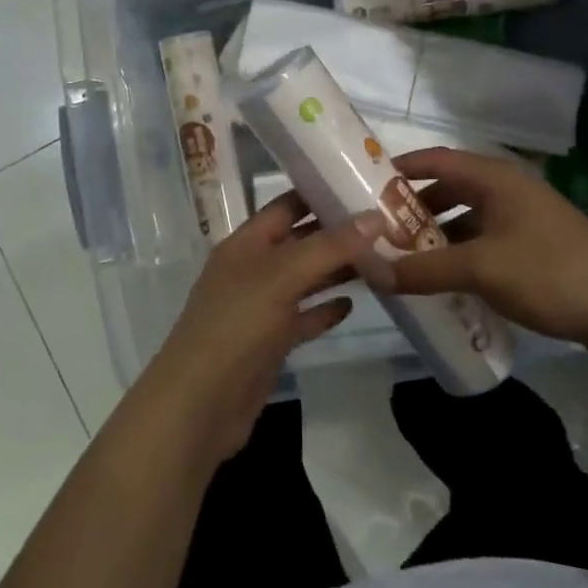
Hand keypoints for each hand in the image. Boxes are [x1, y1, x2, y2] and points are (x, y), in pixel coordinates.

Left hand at [133, 195, 383, 466]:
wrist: (200, 404)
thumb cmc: (236, 326)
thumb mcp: (282, 277)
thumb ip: (329, 247)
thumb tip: (375, 217)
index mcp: (245, 244)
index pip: (285, 206)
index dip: (319, 193)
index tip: (362, 183)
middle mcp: (252, 270)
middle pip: (299, 242)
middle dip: (337, 234)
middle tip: (386, 224)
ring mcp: (260, 308)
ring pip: (304, 280)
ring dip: (337, 271)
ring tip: (381, 259)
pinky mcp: (270, 343)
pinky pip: (302, 318)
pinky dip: (324, 310)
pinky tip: (353, 305)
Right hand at [391, 147, 587, 352]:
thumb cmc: (551, 272)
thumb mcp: (481, 269)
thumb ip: (423, 269)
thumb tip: (371, 272)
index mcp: (495, 179)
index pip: (436, 159)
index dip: (400, 168)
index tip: (365, 184)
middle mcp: (506, 191)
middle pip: (448, 190)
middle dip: (413, 209)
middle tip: (378, 230)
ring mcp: (522, 220)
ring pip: (465, 219)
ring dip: (435, 236)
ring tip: (402, 258)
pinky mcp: (533, 248)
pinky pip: (483, 242)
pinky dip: (458, 254)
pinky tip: (442, 280)